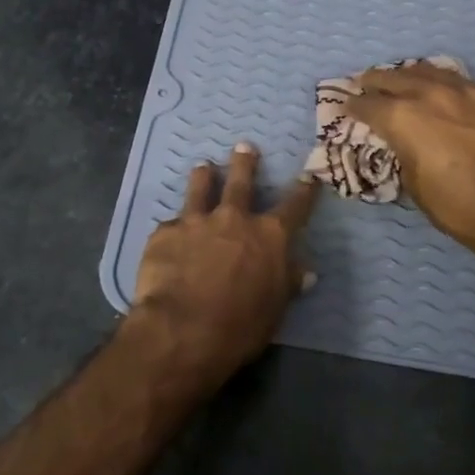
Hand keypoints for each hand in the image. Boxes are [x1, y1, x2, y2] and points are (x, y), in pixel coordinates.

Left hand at [129, 142, 318, 385]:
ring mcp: (196, 222)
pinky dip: (174, 228)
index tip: (309, 176)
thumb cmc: (239, 325)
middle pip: (241, 182)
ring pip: (201, 189)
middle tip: (244, 146)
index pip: (295, 207)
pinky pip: (171, 225)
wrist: (182, 329)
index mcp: (269, 237)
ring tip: (203, 166)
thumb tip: (305, 271)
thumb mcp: (275, 309)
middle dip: (245, 163)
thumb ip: (287, 283)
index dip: (304, 191)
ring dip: (204, 176)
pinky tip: (168, 234)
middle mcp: (234, 219)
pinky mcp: (164, 233)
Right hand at [348, 63, 474, 272]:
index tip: (347, 106)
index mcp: (403, 118)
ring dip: (410, 75)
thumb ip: (402, 150)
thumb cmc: (456, 205)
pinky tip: (443, 91)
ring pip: (429, 71)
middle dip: (376, 81)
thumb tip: (403, 141)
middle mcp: (430, 94)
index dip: (354, 105)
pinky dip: (444, 84)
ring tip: (403, 78)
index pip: (368, 104)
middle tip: (366, 83)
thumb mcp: (413, 182)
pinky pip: (460, 82)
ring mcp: (465, 91)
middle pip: (394, 77)